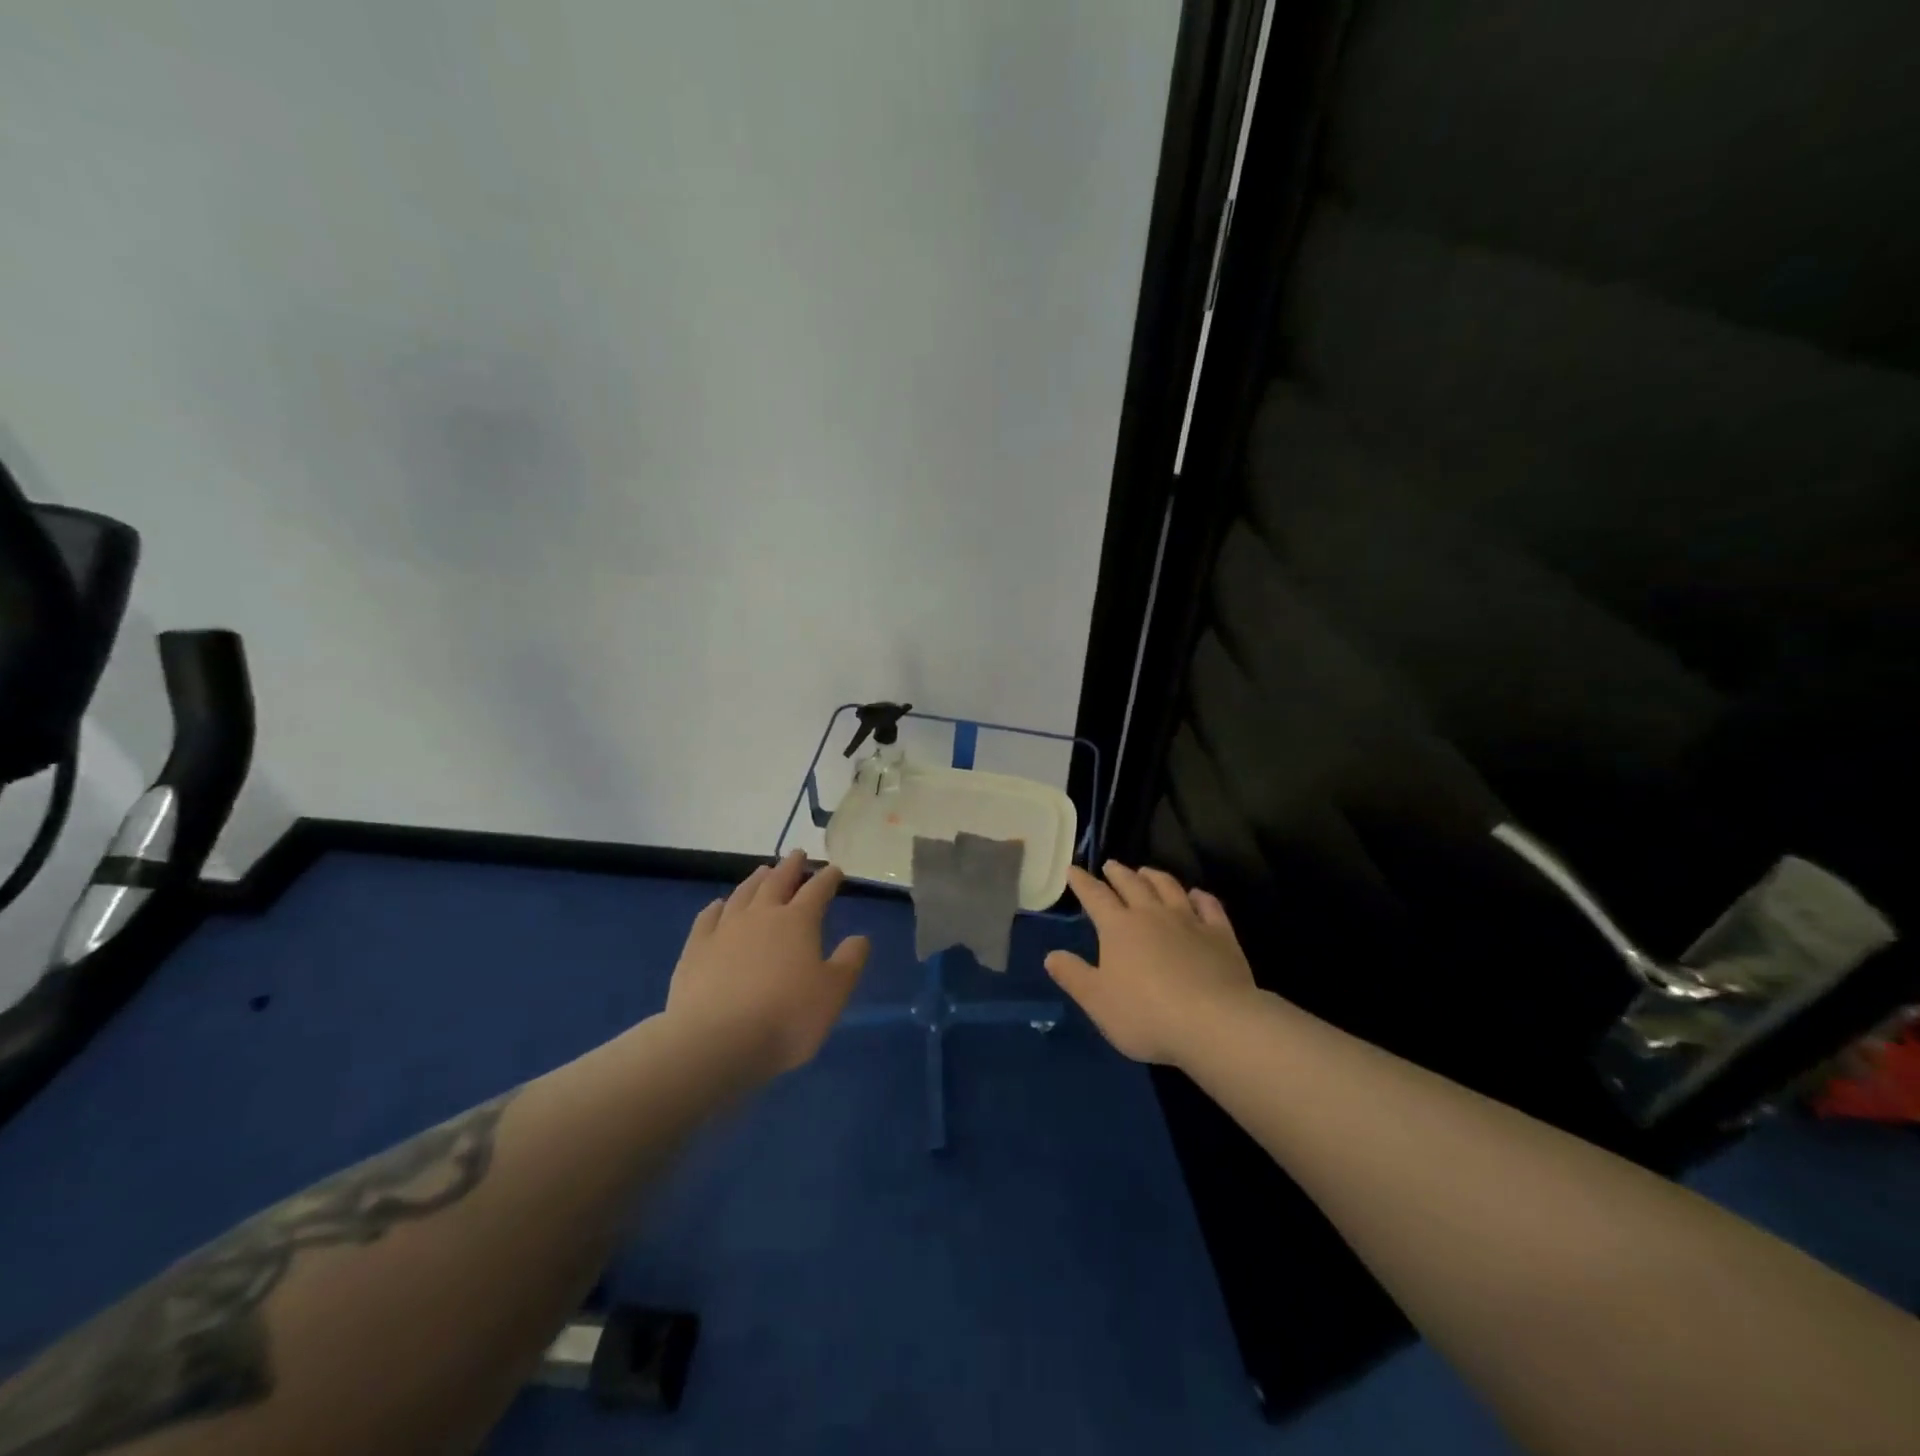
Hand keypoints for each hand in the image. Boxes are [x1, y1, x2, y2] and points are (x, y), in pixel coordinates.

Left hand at [667, 851, 870, 1079]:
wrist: (715, 1041)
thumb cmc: (786, 1017)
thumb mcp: (833, 993)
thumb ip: (849, 961)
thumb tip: (860, 937)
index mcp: (798, 922)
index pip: (818, 890)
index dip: (828, 878)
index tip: (835, 870)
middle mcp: (761, 915)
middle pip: (778, 882)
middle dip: (791, 867)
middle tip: (797, 854)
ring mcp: (724, 930)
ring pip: (743, 894)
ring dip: (756, 880)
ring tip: (763, 870)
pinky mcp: (695, 949)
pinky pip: (707, 918)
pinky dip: (716, 907)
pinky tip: (718, 905)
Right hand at [1045, 862, 1256, 1066]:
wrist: (1214, 1022)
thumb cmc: (1146, 1014)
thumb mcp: (1097, 1001)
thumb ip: (1073, 976)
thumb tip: (1051, 956)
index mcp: (1119, 927)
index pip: (1095, 896)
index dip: (1082, 882)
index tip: (1073, 869)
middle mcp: (1152, 914)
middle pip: (1132, 885)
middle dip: (1118, 873)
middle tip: (1110, 865)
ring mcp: (1189, 921)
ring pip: (1169, 888)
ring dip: (1155, 876)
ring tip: (1146, 871)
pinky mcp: (1220, 935)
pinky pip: (1209, 906)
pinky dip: (1200, 896)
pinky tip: (1196, 894)